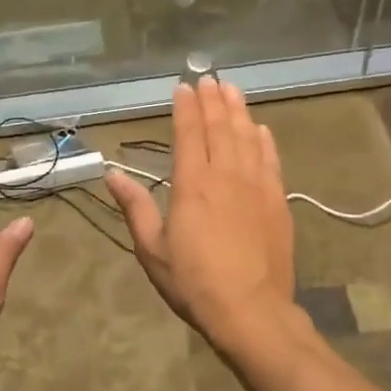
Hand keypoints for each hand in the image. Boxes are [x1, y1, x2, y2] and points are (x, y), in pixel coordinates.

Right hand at [104, 79, 307, 358]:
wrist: (251, 311)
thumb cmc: (194, 282)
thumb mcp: (152, 249)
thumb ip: (134, 207)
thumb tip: (112, 173)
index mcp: (192, 185)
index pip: (188, 134)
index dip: (186, 108)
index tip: (184, 87)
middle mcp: (225, 175)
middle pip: (219, 128)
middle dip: (213, 100)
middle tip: (209, 78)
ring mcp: (256, 186)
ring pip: (247, 138)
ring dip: (238, 111)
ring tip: (232, 90)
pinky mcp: (278, 201)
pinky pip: (271, 161)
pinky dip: (265, 141)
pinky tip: (261, 129)